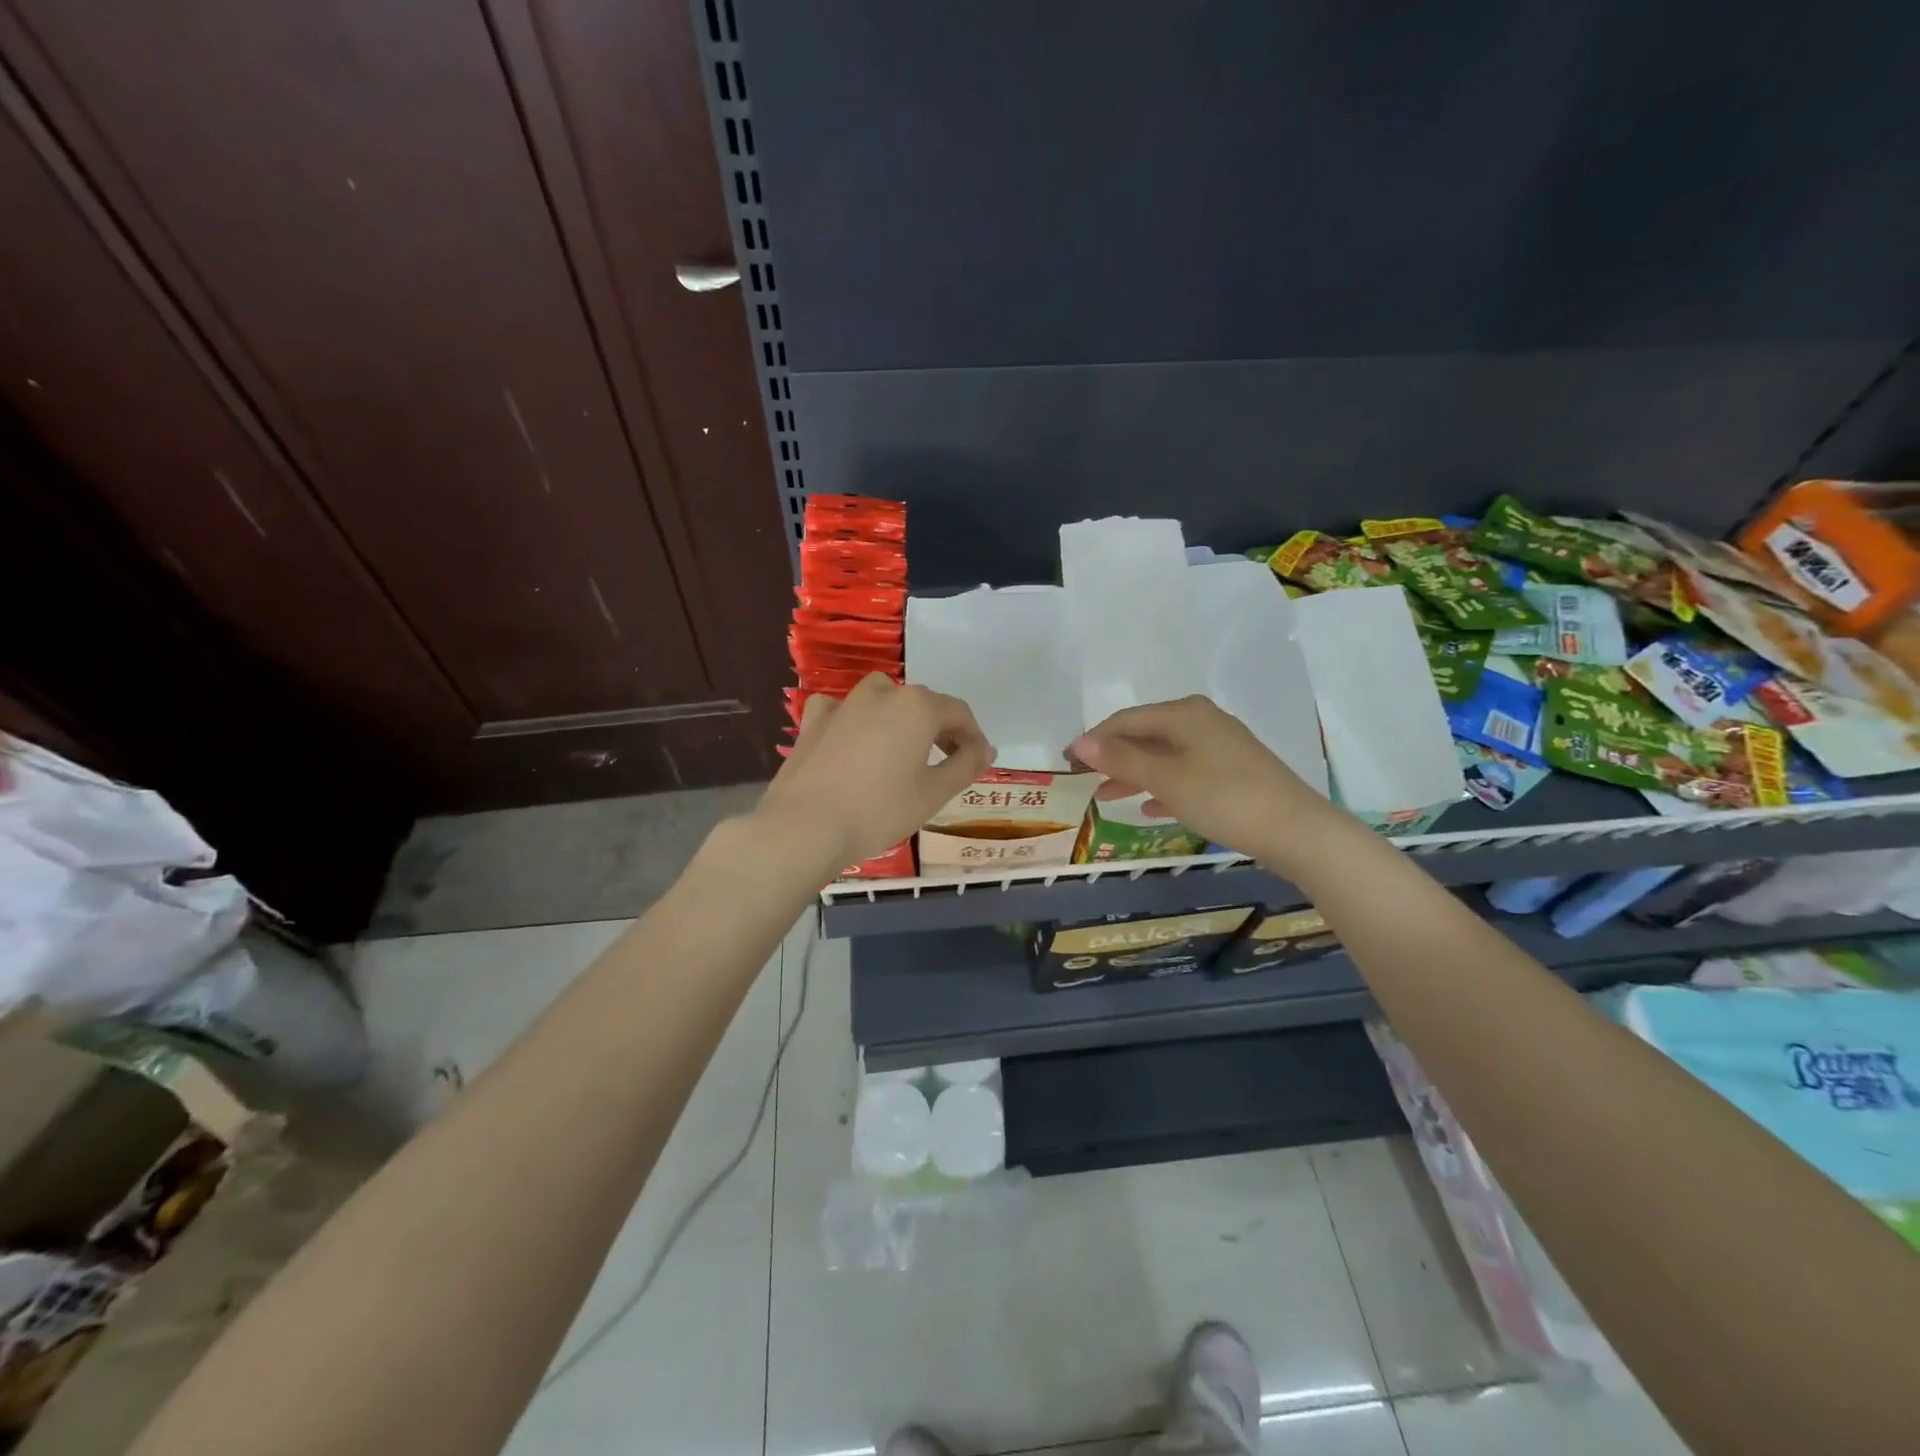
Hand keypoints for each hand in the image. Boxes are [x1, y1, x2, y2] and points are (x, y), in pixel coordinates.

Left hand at [755, 674, 994, 872]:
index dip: (973, 737)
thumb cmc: (879, 810)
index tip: (977, 762)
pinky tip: (853, 740)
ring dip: (899, 718)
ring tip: (902, 750)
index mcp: (917, 707)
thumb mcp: (934, 793)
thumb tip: (986, 748)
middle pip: (922, 704)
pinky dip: (853, 720)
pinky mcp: (813, 722)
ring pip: (882, 698)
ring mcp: (844, 705)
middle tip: (946, 763)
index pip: (959, 713)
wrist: (805, 826)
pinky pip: (842, 711)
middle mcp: (882, 694)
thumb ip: (966, 765)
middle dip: (940, 729)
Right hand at [1068, 696, 1323, 857]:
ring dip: (1135, 774)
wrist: (1296, 831)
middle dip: (1114, 757)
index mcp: (1185, 714)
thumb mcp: (1167, 779)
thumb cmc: (1224, 798)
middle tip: (1084, 779)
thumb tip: (1080, 743)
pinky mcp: (1234, 772)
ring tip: (1107, 796)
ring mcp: (1221, 746)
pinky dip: (1164, 786)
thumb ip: (1121, 759)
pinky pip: (1186, 773)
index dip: (1094, 739)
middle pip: (1146, 735)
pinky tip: (1151, 808)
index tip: (1066, 761)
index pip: (1126, 719)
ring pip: (1165, 756)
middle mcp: (1203, 721)